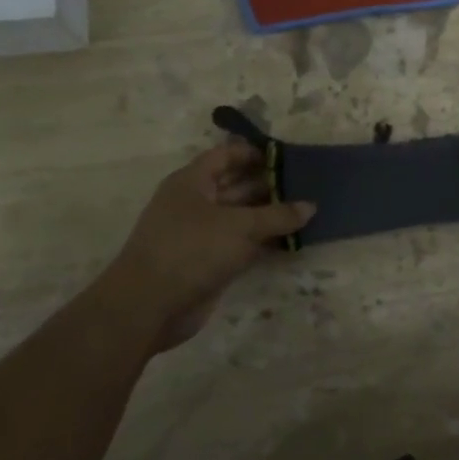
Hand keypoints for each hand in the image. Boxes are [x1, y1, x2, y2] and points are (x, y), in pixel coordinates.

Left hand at [112, 142, 313, 348]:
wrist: (148, 306)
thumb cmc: (191, 250)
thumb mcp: (239, 226)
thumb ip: (277, 215)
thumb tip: (311, 206)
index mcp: (192, 181)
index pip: (227, 155)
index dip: (256, 153)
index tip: (289, 155)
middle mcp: (196, 203)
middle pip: (237, 185)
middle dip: (270, 184)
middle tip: (308, 184)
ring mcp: (202, 234)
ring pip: (242, 216)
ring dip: (271, 215)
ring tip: (308, 210)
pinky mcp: (209, 261)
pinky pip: (243, 243)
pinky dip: (265, 241)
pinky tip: (293, 240)